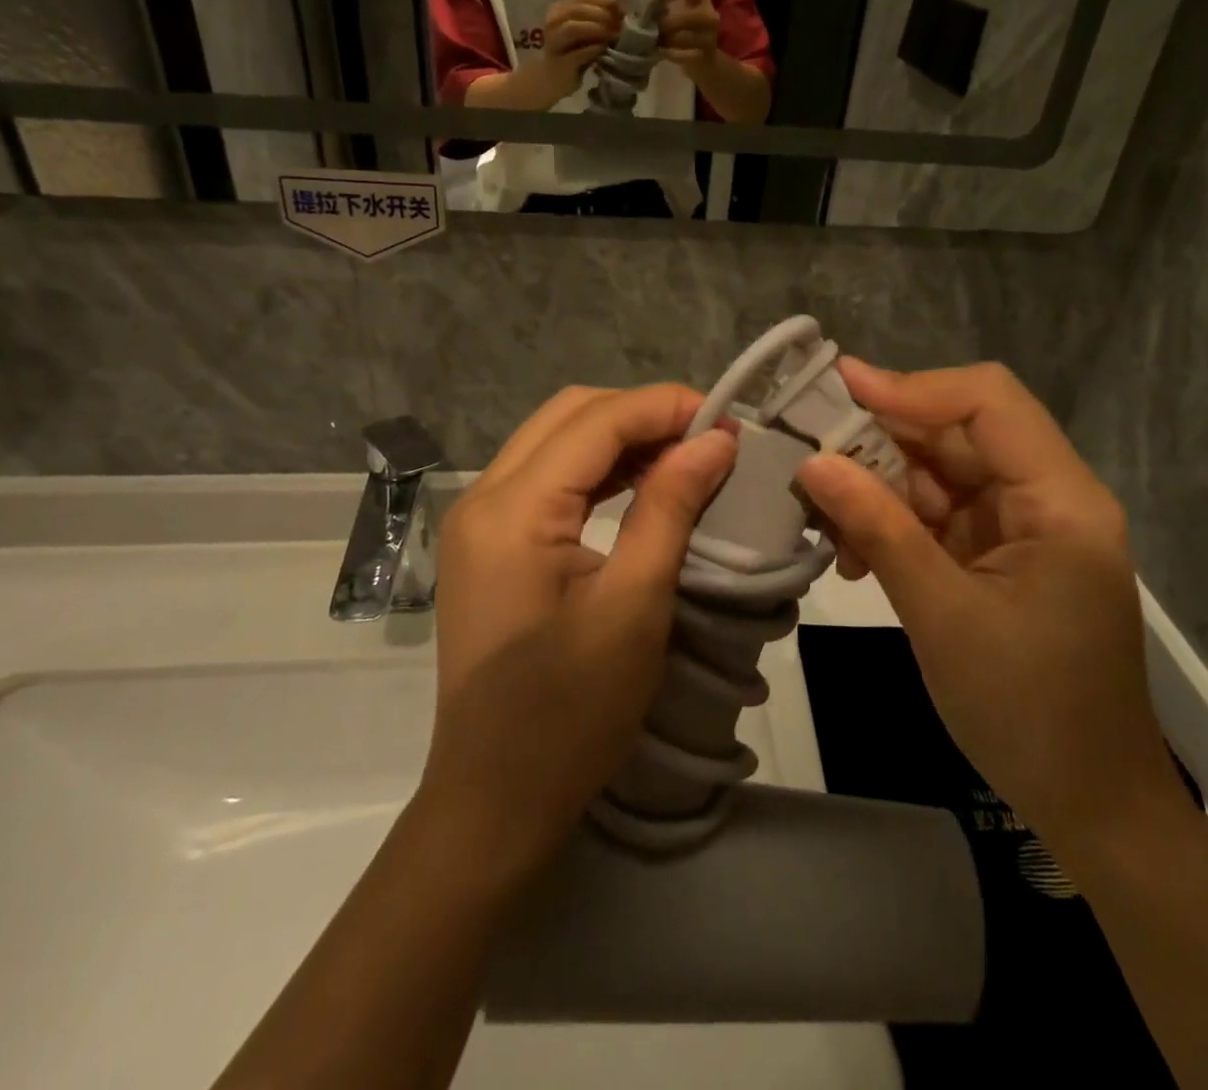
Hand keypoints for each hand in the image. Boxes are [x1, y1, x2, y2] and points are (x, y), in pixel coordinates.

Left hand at [422, 385, 736, 876]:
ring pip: (556, 440)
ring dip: (621, 438)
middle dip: (643, 414)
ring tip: (685, 457)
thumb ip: (670, 508)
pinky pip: (547, 479)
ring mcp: (479, 520)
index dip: (666, 407)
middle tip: (707, 439)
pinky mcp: (488, 544)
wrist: (495, 800)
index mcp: (512, 510)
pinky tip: (641, 485)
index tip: (728, 422)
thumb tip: (714, 441)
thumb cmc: (570, 714)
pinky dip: (598, 470)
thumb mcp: (634, 605)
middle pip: (570, 415)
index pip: (596, 421)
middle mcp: (484, 497)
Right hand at [533, 0, 622, 105]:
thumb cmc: (571, 53)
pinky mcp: (560, 64)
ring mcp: (554, 43)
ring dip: (596, 29)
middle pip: (577, 10)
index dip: (603, 1)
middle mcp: (553, 23)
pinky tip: (603, 49)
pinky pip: (577, 54)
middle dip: (601, 15)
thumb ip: (597, 21)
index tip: (620, 9)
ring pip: (572, 28)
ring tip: (613, 35)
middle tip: (619, 24)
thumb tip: (621, 13)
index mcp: (559, 10)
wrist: (552, 79)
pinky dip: (592, 50)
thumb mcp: (584, 33)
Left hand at [656, 0, 721, 73]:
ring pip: (692, 37)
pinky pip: (691, 55)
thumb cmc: (680, 34)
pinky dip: (675, 55)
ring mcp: (711, 37)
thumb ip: (659, 12)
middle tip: (654, 29)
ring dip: (671, 40)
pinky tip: (663, 54)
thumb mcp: (671, 17)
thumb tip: (642, 12)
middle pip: (695, 15)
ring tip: (656, 43)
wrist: (701, 60)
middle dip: (671, 22)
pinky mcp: (708, 56)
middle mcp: (709, 15)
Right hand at [796, 360, 1184, 850]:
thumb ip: (878, 529)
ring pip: (938, 472)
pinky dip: (892, 522)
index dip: (912, 387)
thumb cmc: (1027, 711)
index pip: (987, 402)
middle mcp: (1046, 497)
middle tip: (809, 451)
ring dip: (878, 486)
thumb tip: (812, 464)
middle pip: (957, 433)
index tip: (838, 388)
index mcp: (1060, 500)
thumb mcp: (941, 615)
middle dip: (881, 440)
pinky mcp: (997, 555)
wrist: (1089, 805)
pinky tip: (853, 552)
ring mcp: (1021, 527)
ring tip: (824, 515)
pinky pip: (936, 514)